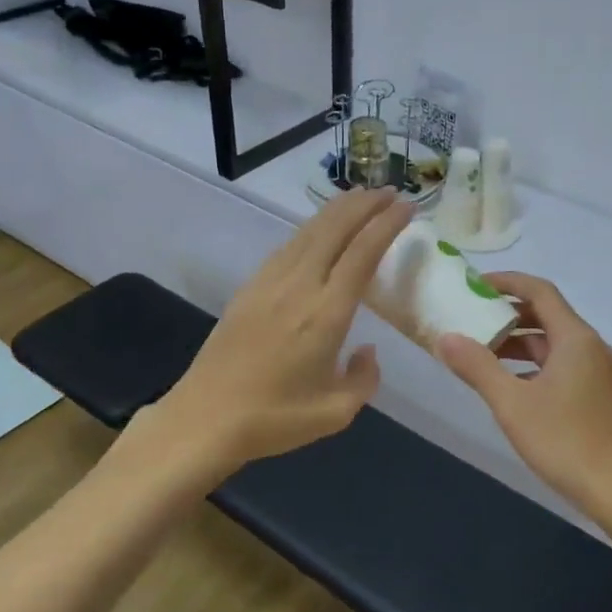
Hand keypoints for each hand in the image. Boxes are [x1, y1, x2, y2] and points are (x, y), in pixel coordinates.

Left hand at [154, 189, 411, 470]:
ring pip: (308, 232)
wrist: (204, 420)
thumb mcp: (336, 412)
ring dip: (337, 210)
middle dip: (364, 205)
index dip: (386, 225)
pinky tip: (318, 229)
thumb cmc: (274, 419)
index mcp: (326, 313)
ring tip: (360, 197)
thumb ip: (364, 378)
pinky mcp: (249, 288)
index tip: (406, 206)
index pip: (362, 253)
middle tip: (388, 191)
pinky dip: (311, 228)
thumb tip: (368, 351)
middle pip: (334, 229)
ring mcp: (269, 283)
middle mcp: (299, 287)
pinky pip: (287, 245)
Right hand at [436, 273, 611, 514]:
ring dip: (517, 344)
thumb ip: (478, 367)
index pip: (539, 291)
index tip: (473, 285)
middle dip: (507, 314)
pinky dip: (532, 366)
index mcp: (575, 338)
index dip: (506, 282)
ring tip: (480, 354)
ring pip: (552, 344)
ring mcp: (596, 372)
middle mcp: (589, 347)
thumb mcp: (512, 404)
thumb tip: (446, 338)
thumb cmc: (566, 441)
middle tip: (470, 320)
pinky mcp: (596, 396)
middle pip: (546, 315)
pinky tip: (508, 387)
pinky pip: (559, 366)